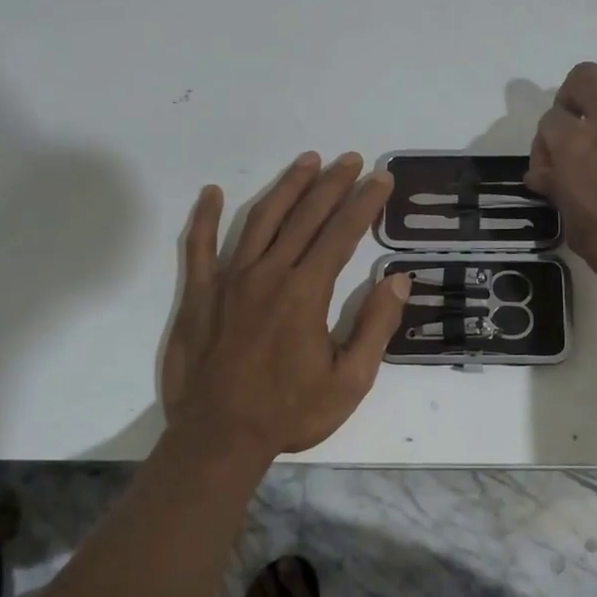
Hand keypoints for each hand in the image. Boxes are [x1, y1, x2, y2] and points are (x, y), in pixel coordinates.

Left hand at [162, 152, 410, 459]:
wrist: (219, 438)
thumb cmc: (289, 412)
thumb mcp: (350, 381)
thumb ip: (376, 326)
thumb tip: (398, 279)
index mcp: (306, 292)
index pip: (342, 233)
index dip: (364, 202)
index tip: (381, 178)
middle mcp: (269, 274)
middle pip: (305, 216)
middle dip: (332, 183)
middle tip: (352, 158)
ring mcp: (230, 280)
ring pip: (261, 219)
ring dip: (287, 187)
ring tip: (307, 161)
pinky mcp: (200, 294)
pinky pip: (199, 247)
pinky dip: (204, 217)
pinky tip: (211, 192)